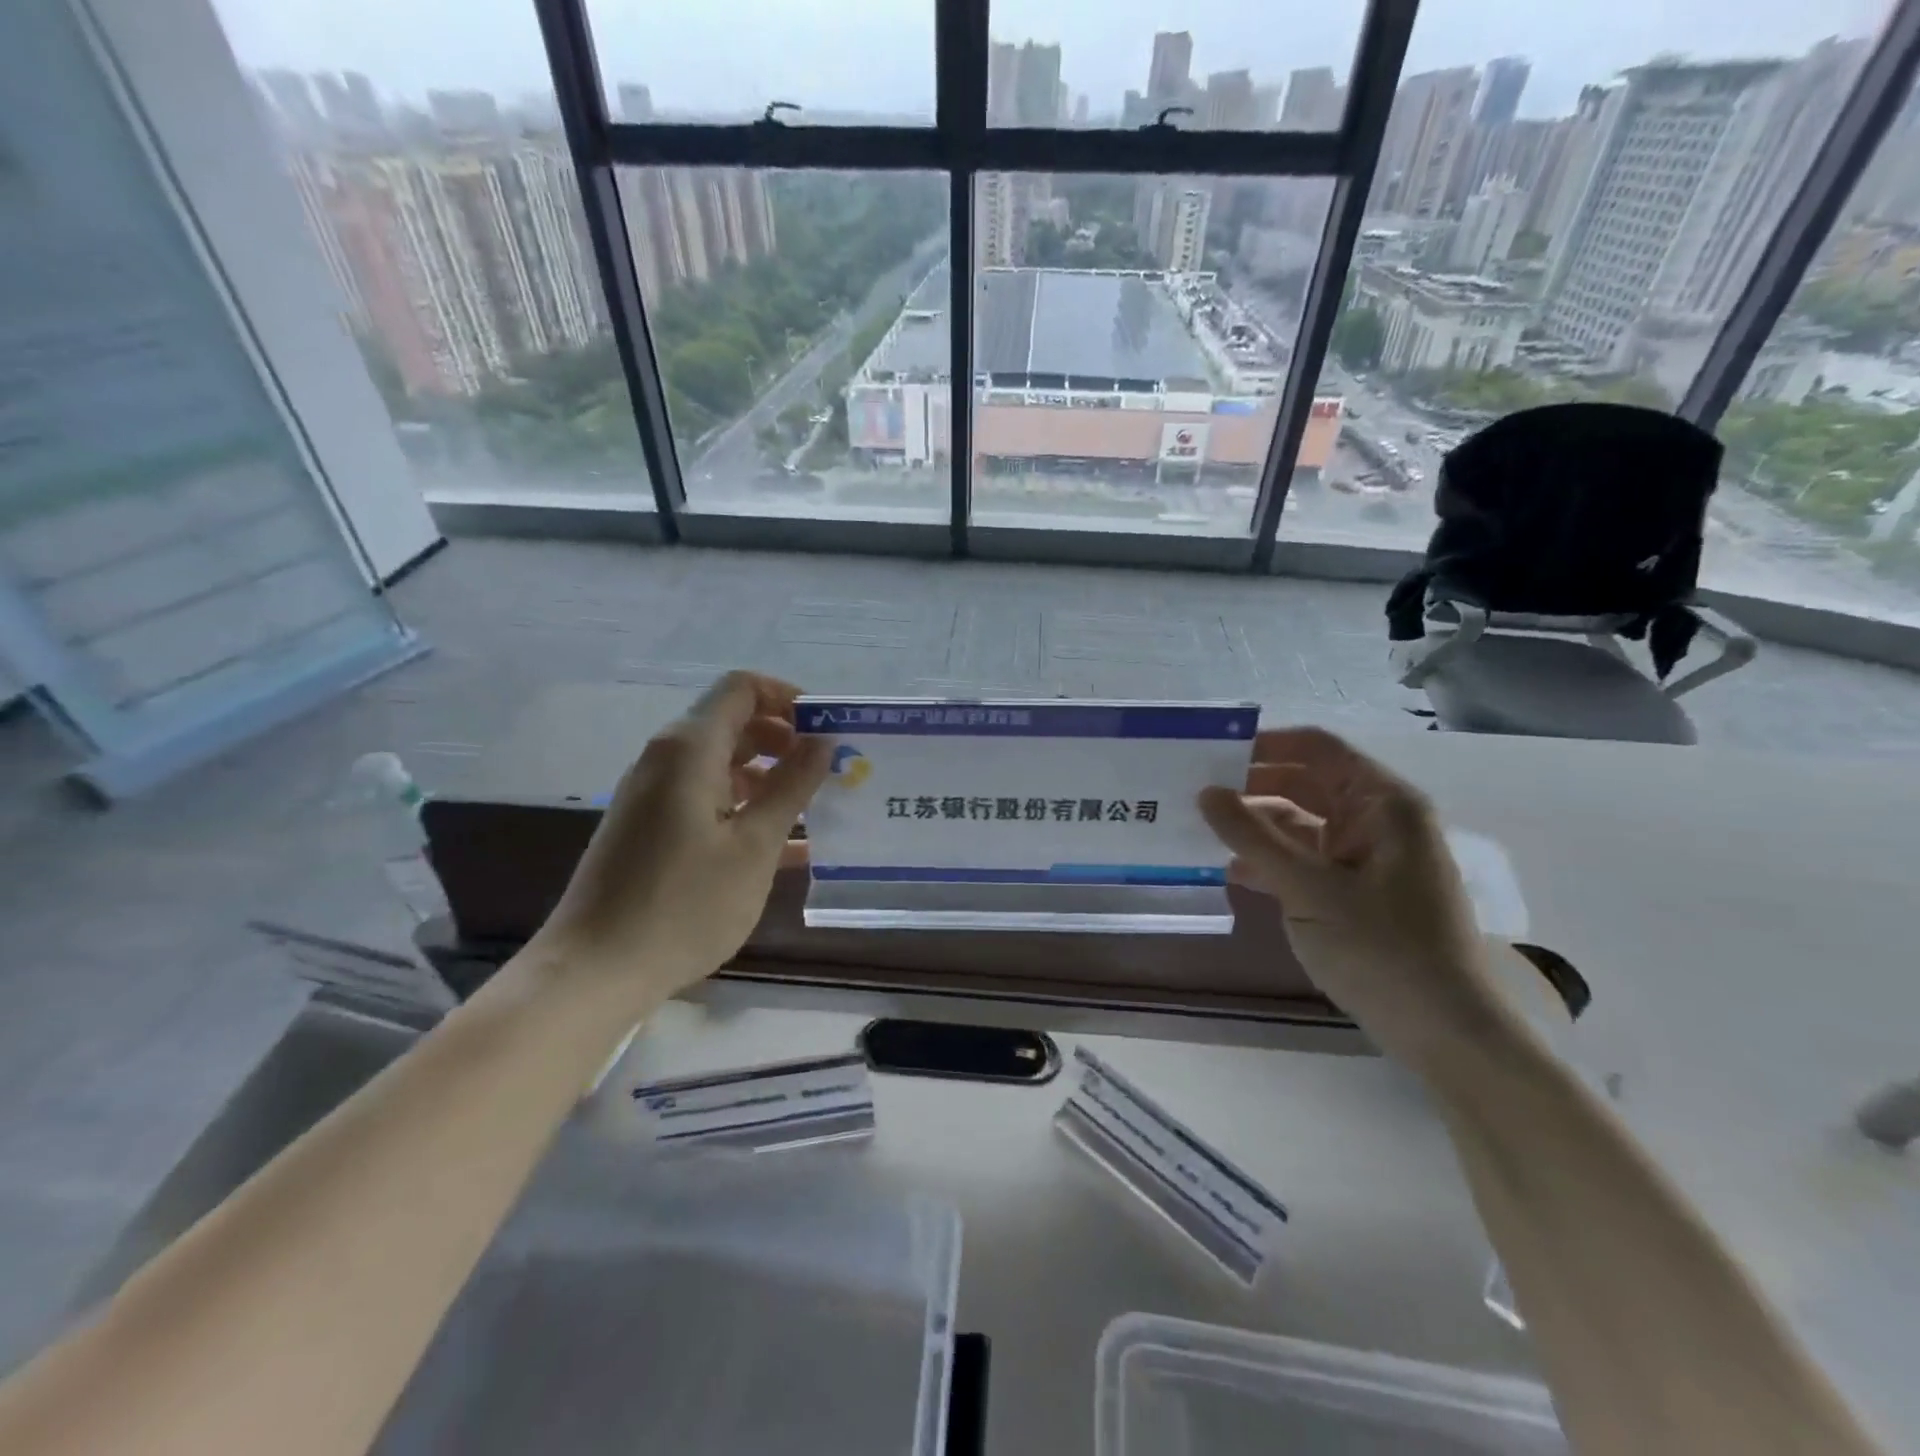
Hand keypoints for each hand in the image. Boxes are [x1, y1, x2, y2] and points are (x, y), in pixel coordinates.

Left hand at [532, 671, 828, 1011]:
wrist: (595, 970)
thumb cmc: (684, 905)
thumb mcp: (754, 845)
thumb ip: (792, 786)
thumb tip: (822, 740)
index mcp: (689, 749)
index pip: (742, 688)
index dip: (788, 698)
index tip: (826, 731)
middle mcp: (666, 758)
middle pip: (733, 722)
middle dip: (784, 738)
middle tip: (827, 771)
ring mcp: (653, 794)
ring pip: (721, 762)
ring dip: (768, 775)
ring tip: (812, 808)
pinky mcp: (649, 826)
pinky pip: (705, 796)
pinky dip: (744, 804)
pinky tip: (782, 844)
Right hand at [1199, 727, 1498, 1068]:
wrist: (1444, 1033)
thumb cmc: (1383, 948)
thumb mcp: (1309, 888)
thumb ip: (1253, 837)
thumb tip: (1205, 793)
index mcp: (1382, 803)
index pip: (1317, 749)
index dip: (1264, 745)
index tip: (1210, 752)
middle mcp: (1377, 820)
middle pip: (1305, 783)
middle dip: (1251, 787)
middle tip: (1192, 792)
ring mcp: (1367, 858)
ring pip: (1300, 824)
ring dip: (1255, 828)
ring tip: (1199, 830)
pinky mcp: (1356, 892)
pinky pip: (1305, 860)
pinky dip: (1271, 862)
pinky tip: (1232, 872)